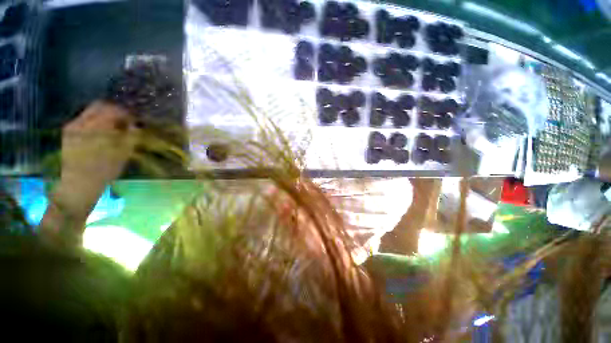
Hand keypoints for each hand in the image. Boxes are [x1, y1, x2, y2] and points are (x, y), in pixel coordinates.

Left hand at [61, 101, 138, 184]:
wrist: (78, 184)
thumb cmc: (104, 171)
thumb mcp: (123, 154)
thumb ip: (130, 136)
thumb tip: (136, 124)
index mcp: (95, 128)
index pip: (112, 109)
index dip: (126, 112)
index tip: (135, 120)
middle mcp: (80, 123)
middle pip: (99, 106)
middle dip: (115, 111)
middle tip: (126, 120)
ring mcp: (72, 126)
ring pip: (91, 111)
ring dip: (105, 116)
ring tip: (115, 127)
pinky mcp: (68, 132)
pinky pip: (84, 119)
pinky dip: (96, 122)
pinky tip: (102, 132)